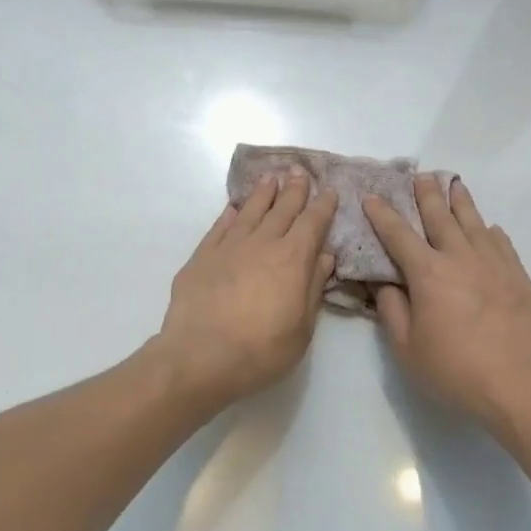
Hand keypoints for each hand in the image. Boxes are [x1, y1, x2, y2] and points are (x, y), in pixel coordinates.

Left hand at [152, 171, 337, 412]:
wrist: (200, 357)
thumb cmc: (262, 350)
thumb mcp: (302, 328)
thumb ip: (313, 288)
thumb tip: (324, 256)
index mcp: (293, 259)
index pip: (313, 223)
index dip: (323, 206)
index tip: (330, 191)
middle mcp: (262, 244)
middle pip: (282, 210)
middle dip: (294, 190)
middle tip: (299, 172)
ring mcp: (229, 248)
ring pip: (250, 212)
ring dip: (262, 194)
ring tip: (270, 179)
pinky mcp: (201, 257)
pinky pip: (220, 227)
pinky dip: (230, 214)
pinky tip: (234, 208)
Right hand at [364, 178, 530, 428]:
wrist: (519, 385)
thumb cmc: (454, 370)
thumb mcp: (407, 348)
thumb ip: (391, 310)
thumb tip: (382, 282)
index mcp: (429, 274)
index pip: (399, 236)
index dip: (383, 215)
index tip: (373, 196)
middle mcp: (461, 258)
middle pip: (441, 218)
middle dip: (427, 195)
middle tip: (420, 175)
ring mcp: (495, 265)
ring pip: (475, 223)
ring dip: (461, 202)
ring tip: (454, 184)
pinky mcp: (520, 278)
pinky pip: (503, 244)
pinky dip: (491, 232)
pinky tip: (490, 228)